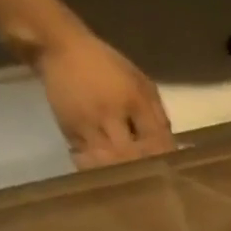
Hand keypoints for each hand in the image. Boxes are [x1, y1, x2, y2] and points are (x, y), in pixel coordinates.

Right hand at [31, 27, 175, 169]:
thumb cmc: (108, 66)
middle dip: (143, 171)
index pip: (155, 142)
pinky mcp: (69, 133)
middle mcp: (108, 116)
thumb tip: (171, 150)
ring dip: (121, 175)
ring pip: (108, 164)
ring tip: (131, 181)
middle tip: (153, 182)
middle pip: (131, 157)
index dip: (164, 160)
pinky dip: (102, 170)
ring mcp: (86, 126)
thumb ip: (157, 117)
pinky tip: (111, 174)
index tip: (171, 171)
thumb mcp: (141, 84)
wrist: (59, 48)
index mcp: (132, 100)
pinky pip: (88, 161)